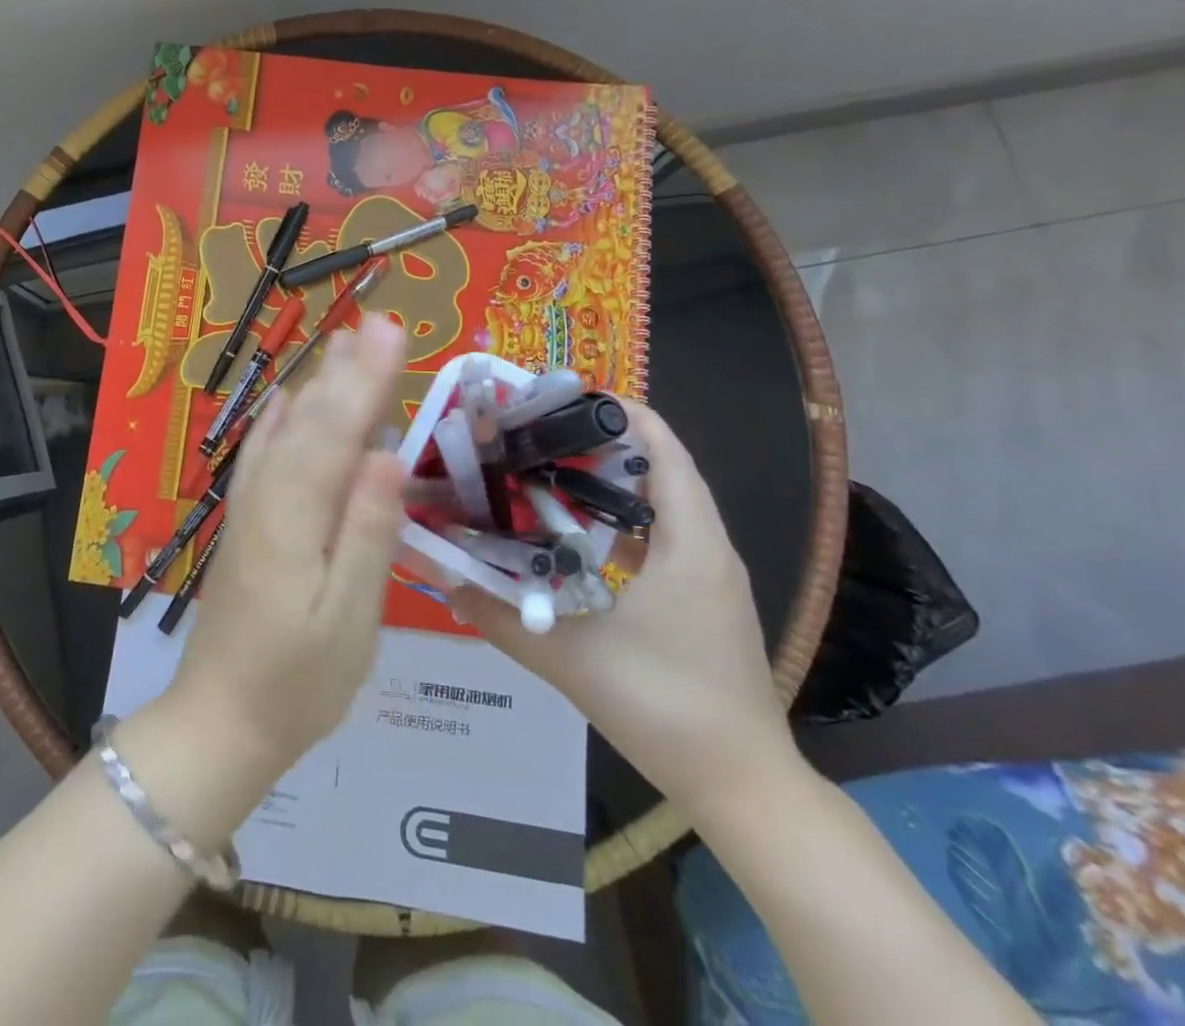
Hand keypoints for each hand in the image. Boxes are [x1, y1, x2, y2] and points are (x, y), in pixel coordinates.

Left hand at [166, 314, 408, 775]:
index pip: (336, 433)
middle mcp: (265, 498)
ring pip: (285, 431)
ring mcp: (249, 507)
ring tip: (346, 342)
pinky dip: (279, 421)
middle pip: (310, 421)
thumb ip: (365, 535)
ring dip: (318, 385)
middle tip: (380, 321)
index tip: (392, 333)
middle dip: (348, 370)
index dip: (365, 380)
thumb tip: (385, 457)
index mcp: (294, 519)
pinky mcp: (245, 521)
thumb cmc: (299, 683)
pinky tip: (289, 400)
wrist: (222, 721)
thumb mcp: (349, 621)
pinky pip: (262, 455)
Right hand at [453, 402, 796, 821]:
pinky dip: (625, 519)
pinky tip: (578, 535)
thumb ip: (500, 616)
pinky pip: (667, 536)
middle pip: (663, 468)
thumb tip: (442, 578)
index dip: (620, 413)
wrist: (742, 786)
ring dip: (614, 480)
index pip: (664, 450)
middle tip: (539, 433)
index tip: (561, 398)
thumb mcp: (569, 659)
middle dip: (603, 442)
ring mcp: (712, 576)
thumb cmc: (663, 707)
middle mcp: (709, 548)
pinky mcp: (706, 601)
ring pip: (665, 503)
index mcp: (689, 544)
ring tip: (549, 470)